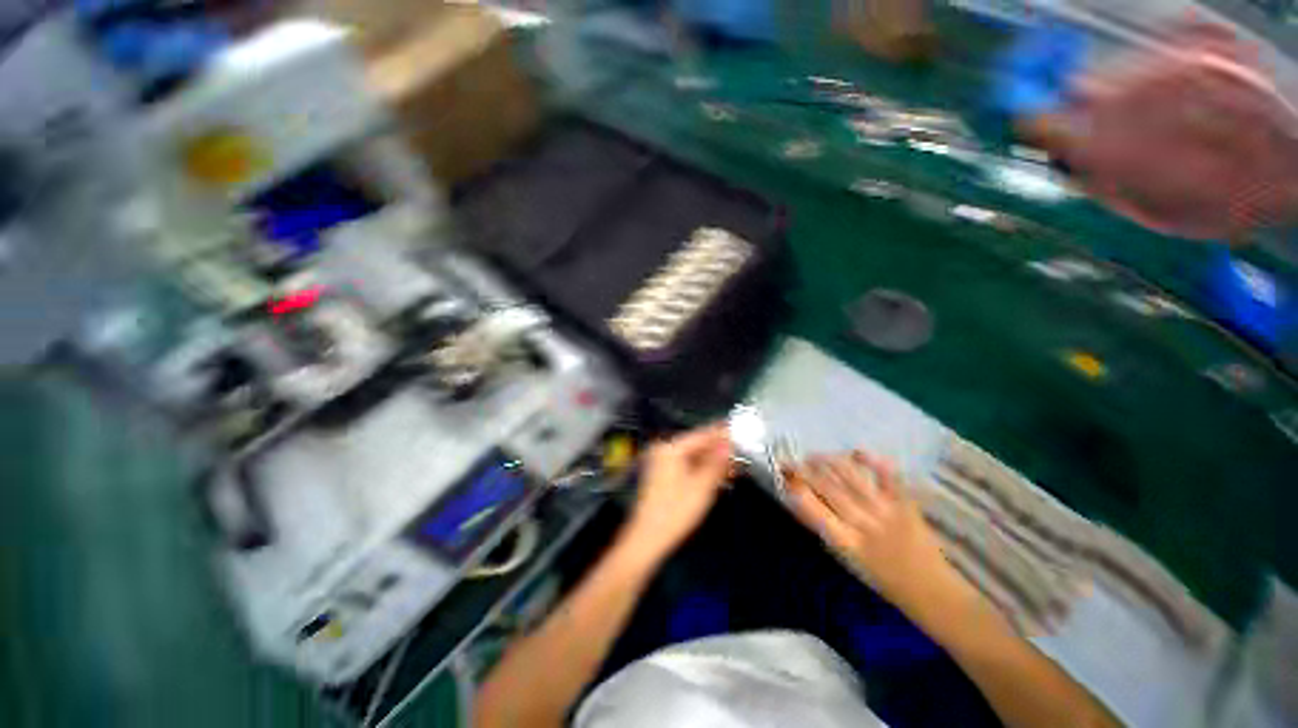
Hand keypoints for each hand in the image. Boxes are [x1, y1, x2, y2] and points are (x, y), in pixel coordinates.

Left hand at [620, 426, 732, 564]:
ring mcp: (663, 464)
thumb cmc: (674, 512)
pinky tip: (718, 475)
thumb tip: (729, 444)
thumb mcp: (702, 487)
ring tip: (734, 465)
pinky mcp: (664, 476)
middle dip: (719, 450)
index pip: (701, 435)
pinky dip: (703, 470)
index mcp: (671, 449)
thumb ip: (717, 463)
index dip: (721, 434)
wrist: (648, 539)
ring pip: (694, 457)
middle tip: (741, 452)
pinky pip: (688, 466)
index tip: (739, 432)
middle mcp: (665, 451)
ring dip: (713, 461)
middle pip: (697, 445)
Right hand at [784, 452, 948, 604]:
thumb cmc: (885, 582)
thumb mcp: (850, 563)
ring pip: (853, 480)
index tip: (785, 478)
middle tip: (791, 460)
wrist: (935, 594)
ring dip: (830, 463)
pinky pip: (888, 478)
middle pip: (831, 491)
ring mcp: (887, 513)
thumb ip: (828, 531)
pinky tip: (856, 451)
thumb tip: (803, 503)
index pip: (816, 513)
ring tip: (814, 455)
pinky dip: (873, 461)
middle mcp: (865, 526)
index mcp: (849, 545)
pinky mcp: (906, 506)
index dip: (799, 492)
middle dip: (807, 473)